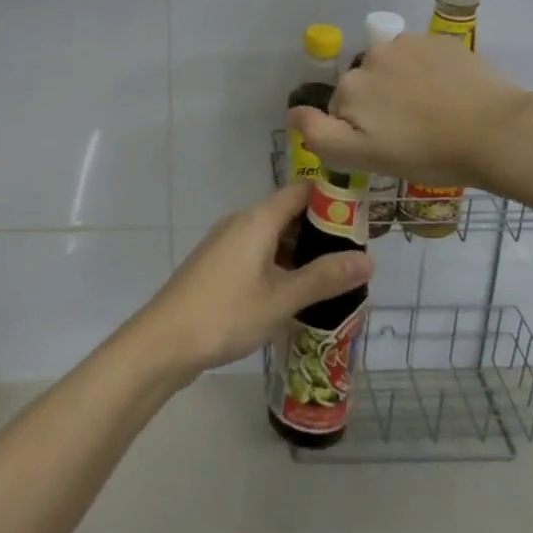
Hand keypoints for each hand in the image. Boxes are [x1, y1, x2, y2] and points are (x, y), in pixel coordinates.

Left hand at [128, 186, 371, 384]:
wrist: (164, 342)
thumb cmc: (226, 314)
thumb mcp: (282, 298)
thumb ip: (325, 278)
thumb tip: (369, 259)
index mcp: (257, 219)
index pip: (301, 191)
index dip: (331, 199)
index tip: (361, 219)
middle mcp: (241, 222)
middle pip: (288, 214)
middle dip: (321, 232)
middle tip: (354, 257)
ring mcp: (226, 244)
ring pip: (272, 237)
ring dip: (300, 252)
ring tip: (333, 279)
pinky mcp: (217, 266)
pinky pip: (257, 254)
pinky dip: (280, 265)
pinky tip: (295, 294)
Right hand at [289, 33, 530, 189]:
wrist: (496, 132)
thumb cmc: (427, 153)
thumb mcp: (364, 157)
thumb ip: (320, 134)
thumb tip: (292, 111)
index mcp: (351, 85)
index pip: (341, 108)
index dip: (360, 130)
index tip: (388, 146)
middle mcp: (372, 55)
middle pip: (366, 84)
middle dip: (380, 104)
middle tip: (412, 133)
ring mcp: (409, 43)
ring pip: (393, 68)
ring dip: (402, 86)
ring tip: (433, 113)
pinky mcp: (441, 41)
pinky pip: (421, 58)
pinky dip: (428, 73)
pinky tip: (449, 95)